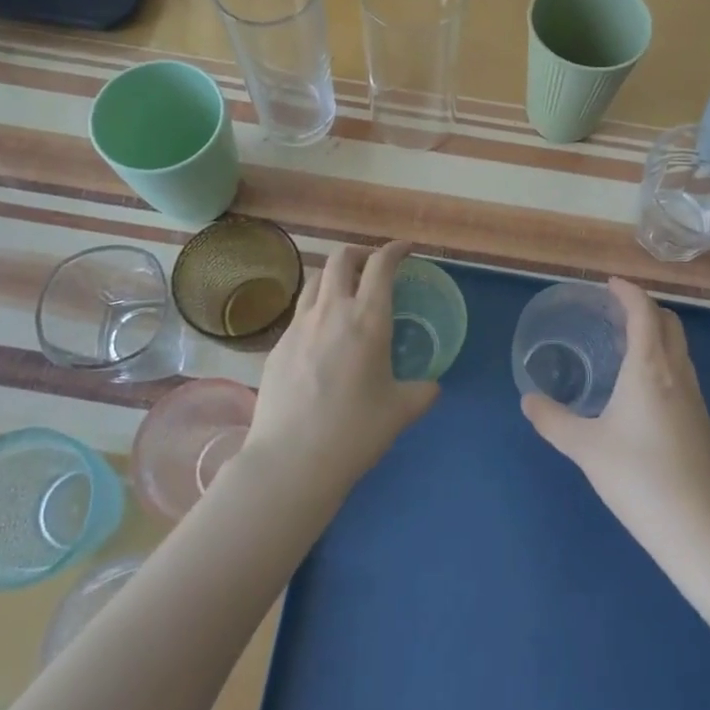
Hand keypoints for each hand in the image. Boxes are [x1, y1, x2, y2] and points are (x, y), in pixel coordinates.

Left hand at [242, 240, 440, 495]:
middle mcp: (331, 312)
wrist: (292, 460)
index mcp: (367, 319)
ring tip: (345, 293)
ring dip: (333, 277)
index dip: (394, 250)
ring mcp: (298, 326)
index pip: (380, 265)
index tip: (405, 250)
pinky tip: (321, 335)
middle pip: (340, 259)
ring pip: (314, 281)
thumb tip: (432, 386)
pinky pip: (299, 313)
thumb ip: (422, 392)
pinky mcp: (276, 346)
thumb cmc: (355, 432)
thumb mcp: (401, 411)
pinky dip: (315, 308)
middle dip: (360, 254)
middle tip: (373, 267)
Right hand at [521, 278, 709, 546]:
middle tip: (615, 313)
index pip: (644, 312)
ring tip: (626, 347)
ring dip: (657, 335)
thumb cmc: (638, 477)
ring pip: (680, 349)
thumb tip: (528, 400)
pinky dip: (664, 362)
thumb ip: (552, 420)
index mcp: (650, 368)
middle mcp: (678, 374)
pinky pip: (683, 374)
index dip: (628, 292)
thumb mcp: (585, 447)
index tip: (610, 284)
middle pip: (669, 323)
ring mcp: (696, 399)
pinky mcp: (703, 423)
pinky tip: (643, 392)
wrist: (699, 528)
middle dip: (644, 309)